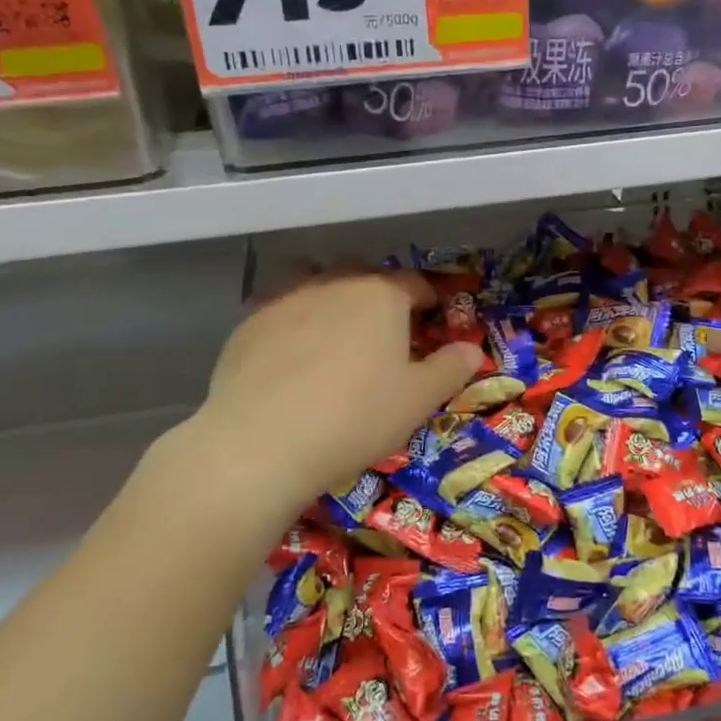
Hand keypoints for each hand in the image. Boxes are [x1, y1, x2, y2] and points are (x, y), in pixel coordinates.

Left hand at [190, 271, 483, 504]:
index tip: (432, 319)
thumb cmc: (356, 417)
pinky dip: (294, 326)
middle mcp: (333, 283)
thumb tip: (472, 349)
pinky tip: (291, 361)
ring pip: (317, 286)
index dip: (428, 299)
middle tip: (385, 335)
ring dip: (332, 302)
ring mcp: (285, 299)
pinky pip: (282, 312)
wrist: (262, 442)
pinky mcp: (248, 323)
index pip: (414, 282)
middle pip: (364, 277)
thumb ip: (450, 368)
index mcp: (381, 294)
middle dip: (380, 298)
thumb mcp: (418, 400)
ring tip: (335, 337)